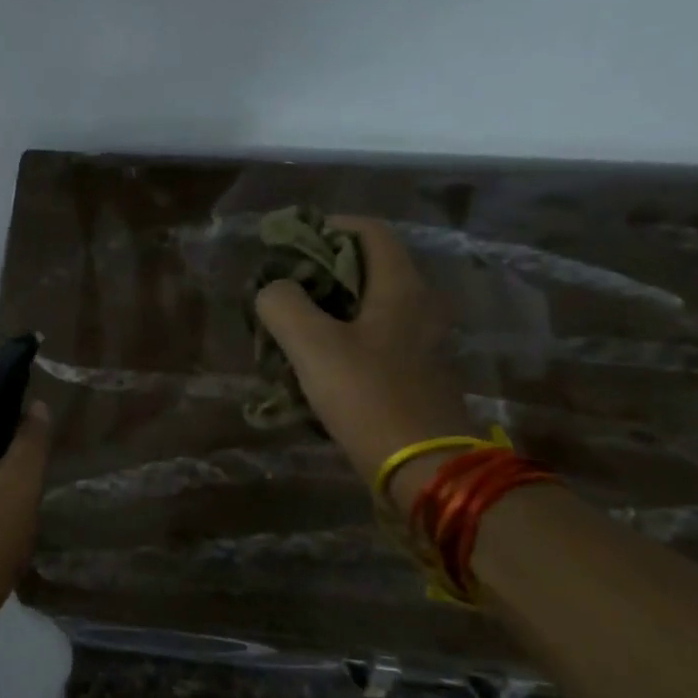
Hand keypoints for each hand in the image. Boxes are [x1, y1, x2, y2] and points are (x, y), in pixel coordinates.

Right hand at [253, 216, 473, 504]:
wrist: (424, 469)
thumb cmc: (369, 396)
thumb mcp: (312, 345)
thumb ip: (283, 304)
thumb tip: (273, 290)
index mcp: (401, 287)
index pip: (370, 231)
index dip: (328, 227)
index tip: (289, 245)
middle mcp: (418, 307)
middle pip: (366, 269)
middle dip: (318, 272)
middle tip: (280, 290)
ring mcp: (419, 343)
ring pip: (366, 307)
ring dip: (325, 310)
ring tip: (286, 329)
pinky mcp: (412, 374)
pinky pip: (371, 340)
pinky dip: (339, 339)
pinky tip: (311, 365)